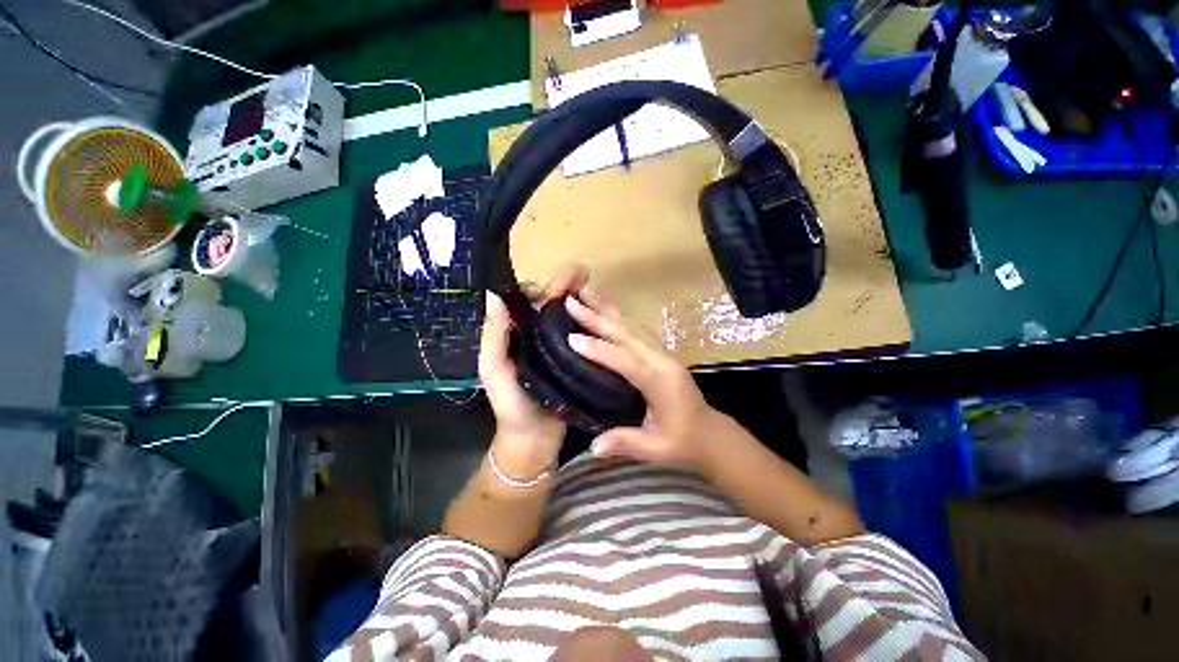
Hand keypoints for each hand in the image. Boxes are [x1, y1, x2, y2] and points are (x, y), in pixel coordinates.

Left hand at [479, 267, 588, 474]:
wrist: (535, 443)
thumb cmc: (512, 408)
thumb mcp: (495, 372)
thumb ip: (493, 337)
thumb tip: (493, 295)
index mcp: (516, 336)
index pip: (526, 304)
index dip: (538, 288)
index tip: (555, 284)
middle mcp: (537, 338)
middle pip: (550, 306)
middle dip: (565, 287)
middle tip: (584, 273)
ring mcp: (557, 350)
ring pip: (567, 318)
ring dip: (579, 301)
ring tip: (594, 287)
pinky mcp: (574, 362)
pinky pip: (580, 337)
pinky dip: (589, 323)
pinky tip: (601, 313)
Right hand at [564, 290, 726, 475]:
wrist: (709, 432)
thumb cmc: (682, 442)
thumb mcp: (655, 449)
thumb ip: (625, 443)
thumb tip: (593, 447)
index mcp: (661, 383)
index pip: (627, 361)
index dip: (599, 350)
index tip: (571, 337)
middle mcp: (663, 361)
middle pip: (627, 334)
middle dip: (597, 317)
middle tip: (572, 301)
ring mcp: (663, 353)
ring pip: (632, 327)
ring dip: (607, 311)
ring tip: (585, 295)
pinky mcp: (661, 353)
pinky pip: (636, 331)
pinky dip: (617, 319)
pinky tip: (604, 311)